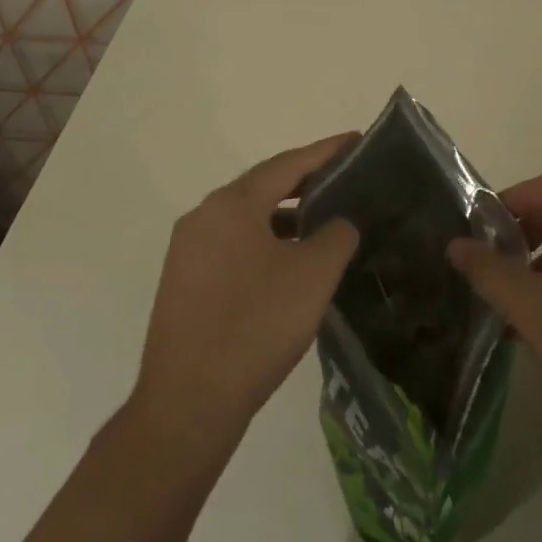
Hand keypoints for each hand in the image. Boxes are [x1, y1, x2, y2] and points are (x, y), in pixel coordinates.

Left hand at [134, 134, 360, 460]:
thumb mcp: (313, 275)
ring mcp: (187, 251)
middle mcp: (202, 216)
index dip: (326, 151)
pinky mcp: (184, 282)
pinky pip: (232, 245)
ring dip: (285, 216)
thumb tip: (337, 223)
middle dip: (305, 181)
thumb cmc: (256, 326)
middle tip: (345, 179)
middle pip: (263, 186)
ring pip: (246, 219)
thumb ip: (336, 235)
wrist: (190, 402)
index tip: (357, 140)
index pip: (288, 164)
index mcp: (231, 204)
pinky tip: (288, 262)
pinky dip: (264, 242)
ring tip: (323, 221)